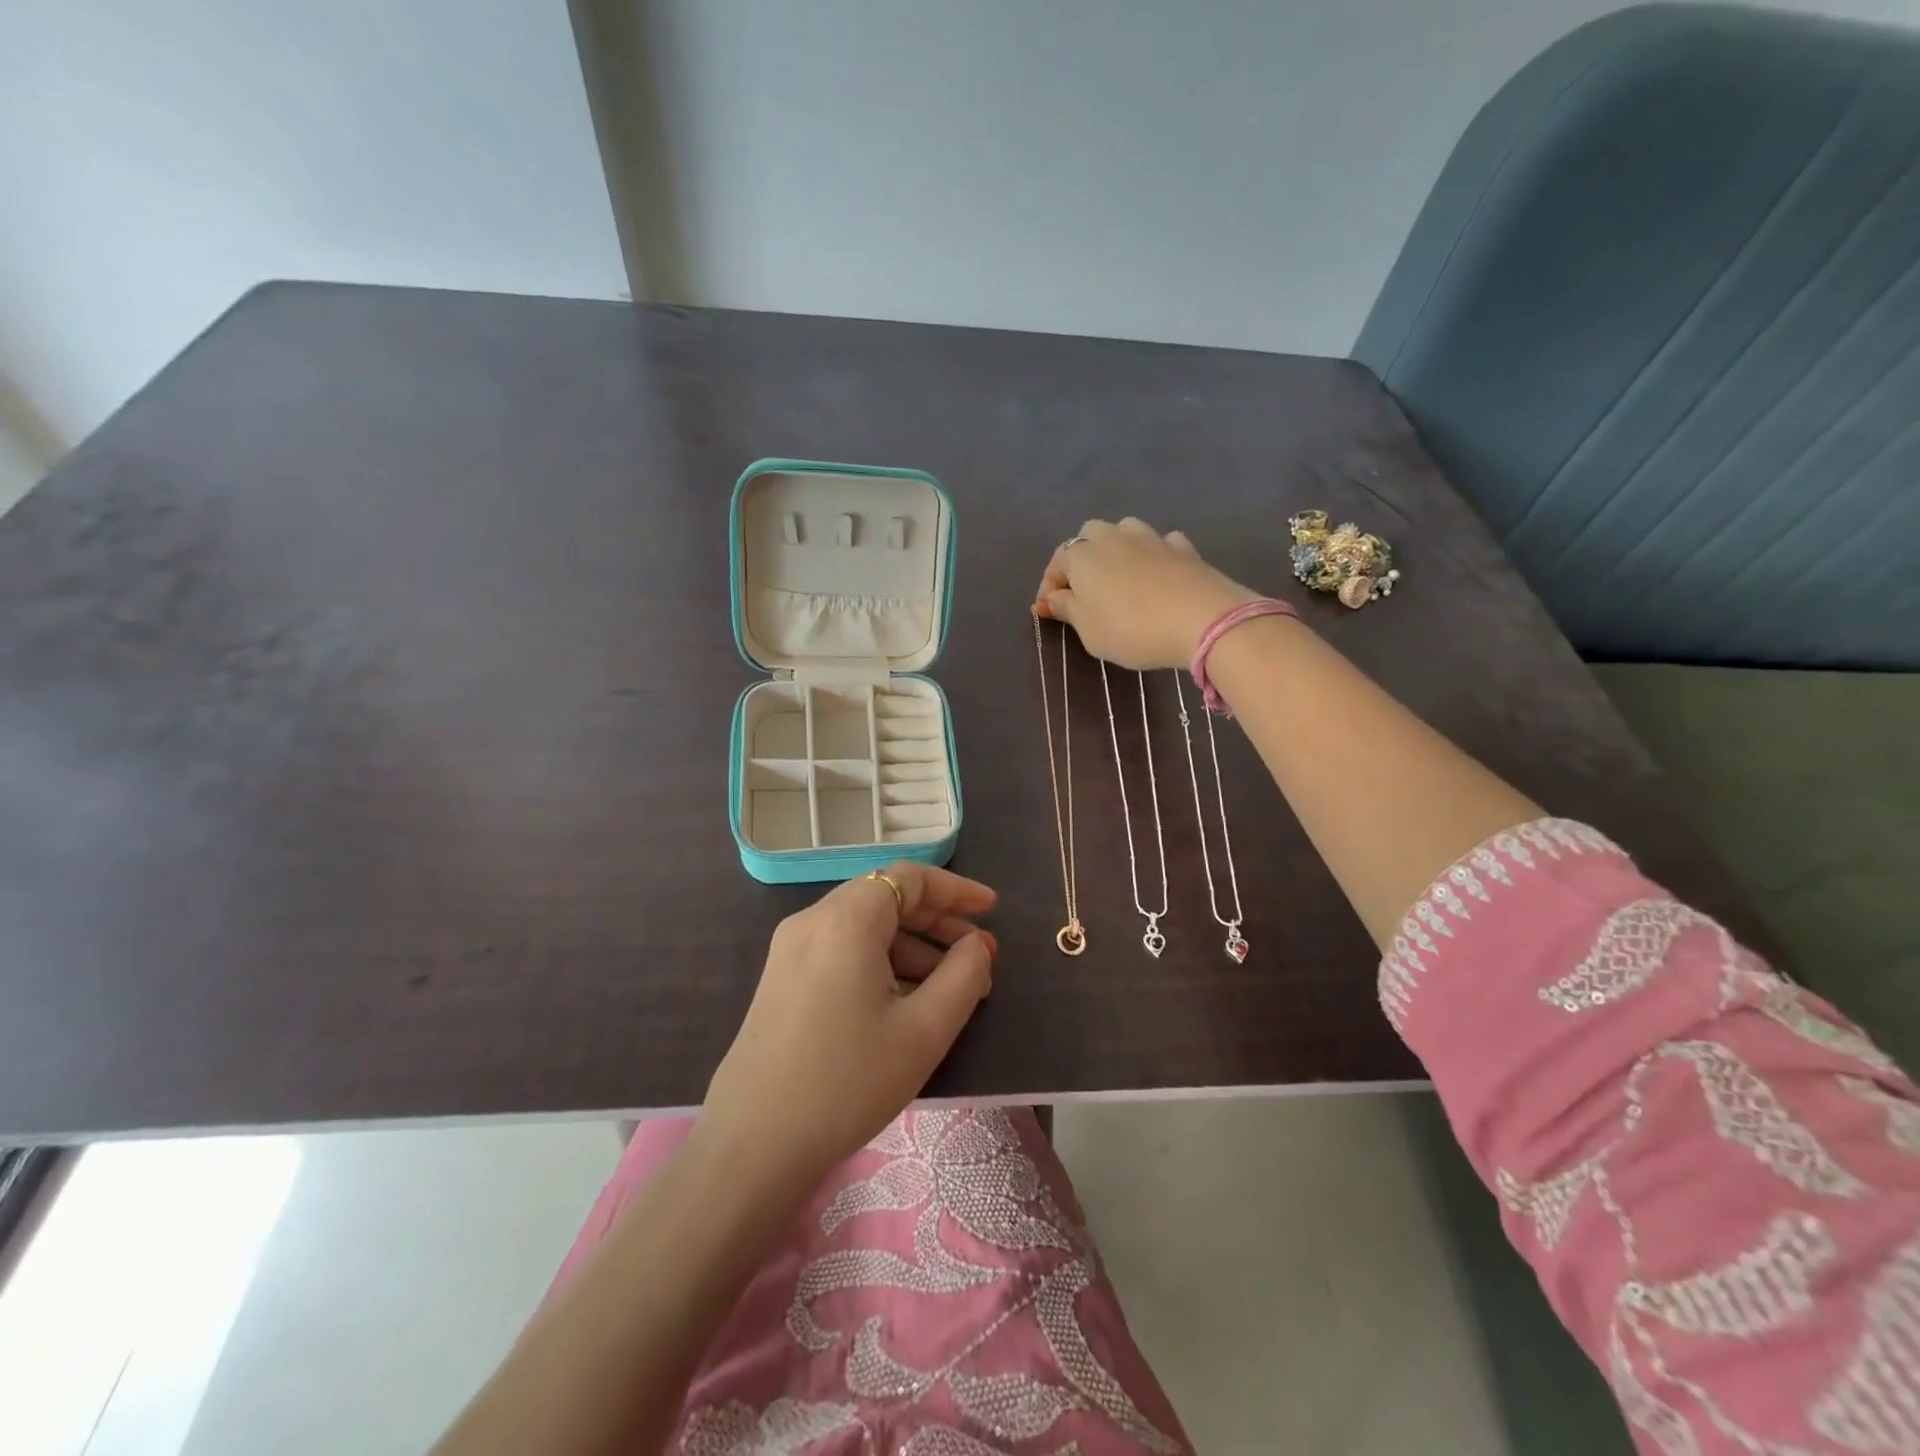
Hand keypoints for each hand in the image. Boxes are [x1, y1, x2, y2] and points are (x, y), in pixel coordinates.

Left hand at [700, 863, 997, 1192]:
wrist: (752, 1145)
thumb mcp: (923, 1030)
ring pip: (864, 927)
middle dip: (936, 920)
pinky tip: (903, 1003)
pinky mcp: (781, 980)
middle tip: (977, 953)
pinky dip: (880, 962)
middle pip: (885, 897)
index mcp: (846, 919)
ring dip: (911, 946)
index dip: (956, 888)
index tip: (992, 911)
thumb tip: (979, 944)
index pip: (909, 877)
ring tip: (949, 989)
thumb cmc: (847, 1081)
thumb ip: (964, 975)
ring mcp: (791, 950)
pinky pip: (841, 951)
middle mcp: (813, 920)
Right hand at [1035, 518, 1260, 668]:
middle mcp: (1113, 536)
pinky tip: (1157, 574)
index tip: (1049, 612)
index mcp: (1082, 555)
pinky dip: (1152, 555)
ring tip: (1120, 578)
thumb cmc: (1131, 629)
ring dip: (1117, 550)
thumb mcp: (1089, 631)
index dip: (1049, 587)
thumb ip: (1067, 610)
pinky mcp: (1183, 547)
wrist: (1201, 619)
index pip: (1057, 563)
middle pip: (1088, 537)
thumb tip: (1050, 598)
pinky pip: (1159, 544)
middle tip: (1084, 591)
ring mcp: (1151, 537)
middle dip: (1082, 559)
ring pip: (1124, 532)